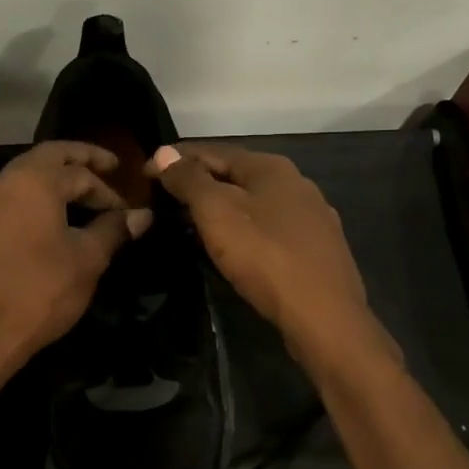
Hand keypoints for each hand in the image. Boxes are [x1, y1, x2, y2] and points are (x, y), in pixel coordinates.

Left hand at [0, 141, 152, 377]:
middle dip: (81, 158)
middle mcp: (6, 180)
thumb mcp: (87, 260)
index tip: (127, 213)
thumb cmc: (39, 291)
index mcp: (35, 181)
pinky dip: (36, 194)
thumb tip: (142, 215)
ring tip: (82, 193)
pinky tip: (51, 217)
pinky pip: (12, 195)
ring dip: (56, 176)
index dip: (109, 192)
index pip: (81, 172)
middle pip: (49, 156)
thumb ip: (113, 230)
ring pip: (26, 173)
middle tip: (108, 166)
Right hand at [148, 143, 382, 368]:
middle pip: (235, 174)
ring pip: (254, 202)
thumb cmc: (265, 257)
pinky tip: (232, 245)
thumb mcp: (217, 213)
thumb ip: (190, 180)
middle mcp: (296, 183)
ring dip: (221, 206)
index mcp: (271, 167)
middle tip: (164, 197)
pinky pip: (269, 227)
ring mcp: (311, 217)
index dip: (175, 160)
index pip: (212, 151)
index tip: (144, 173)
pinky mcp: (316, 248)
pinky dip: (243, 228)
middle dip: (199, 182)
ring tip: (191, 221)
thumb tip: (164, 152)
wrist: (324, 317)